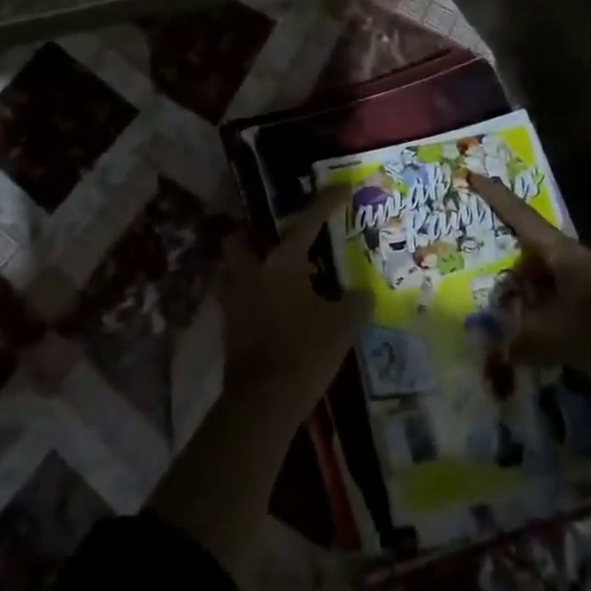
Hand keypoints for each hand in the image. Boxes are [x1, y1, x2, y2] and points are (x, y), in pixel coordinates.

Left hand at [147, 191, 369, 578]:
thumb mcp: (343, 325)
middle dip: (255, 233)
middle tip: (283, 240)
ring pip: (235, 268)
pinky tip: (276, 307)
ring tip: (280, 274)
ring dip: (252, 264)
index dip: (326, 203)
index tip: (342, 188)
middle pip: (241, 239)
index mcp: (280, 264)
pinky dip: (253, 293)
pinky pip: (239, 295)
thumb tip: (361, 293)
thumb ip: (355, 302)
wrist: (262, 402)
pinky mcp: (229, 325)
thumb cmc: (304, 353)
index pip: (306, 222)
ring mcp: (234, 299)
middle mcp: (251, 273)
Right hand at [466, 171, 590, 375]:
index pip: (523, 218)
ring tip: (534, 318)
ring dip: (548, 290)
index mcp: (565, 253)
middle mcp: (588, 256)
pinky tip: (566, 336)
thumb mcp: (550, 336)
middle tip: (508, 287)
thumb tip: (505, 348)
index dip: (498, 198)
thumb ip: (522, 339)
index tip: (477, 175)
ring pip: (567, 275)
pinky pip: (587, 297)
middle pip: (545, 251)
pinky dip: (570, 309)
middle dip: (525, 266)